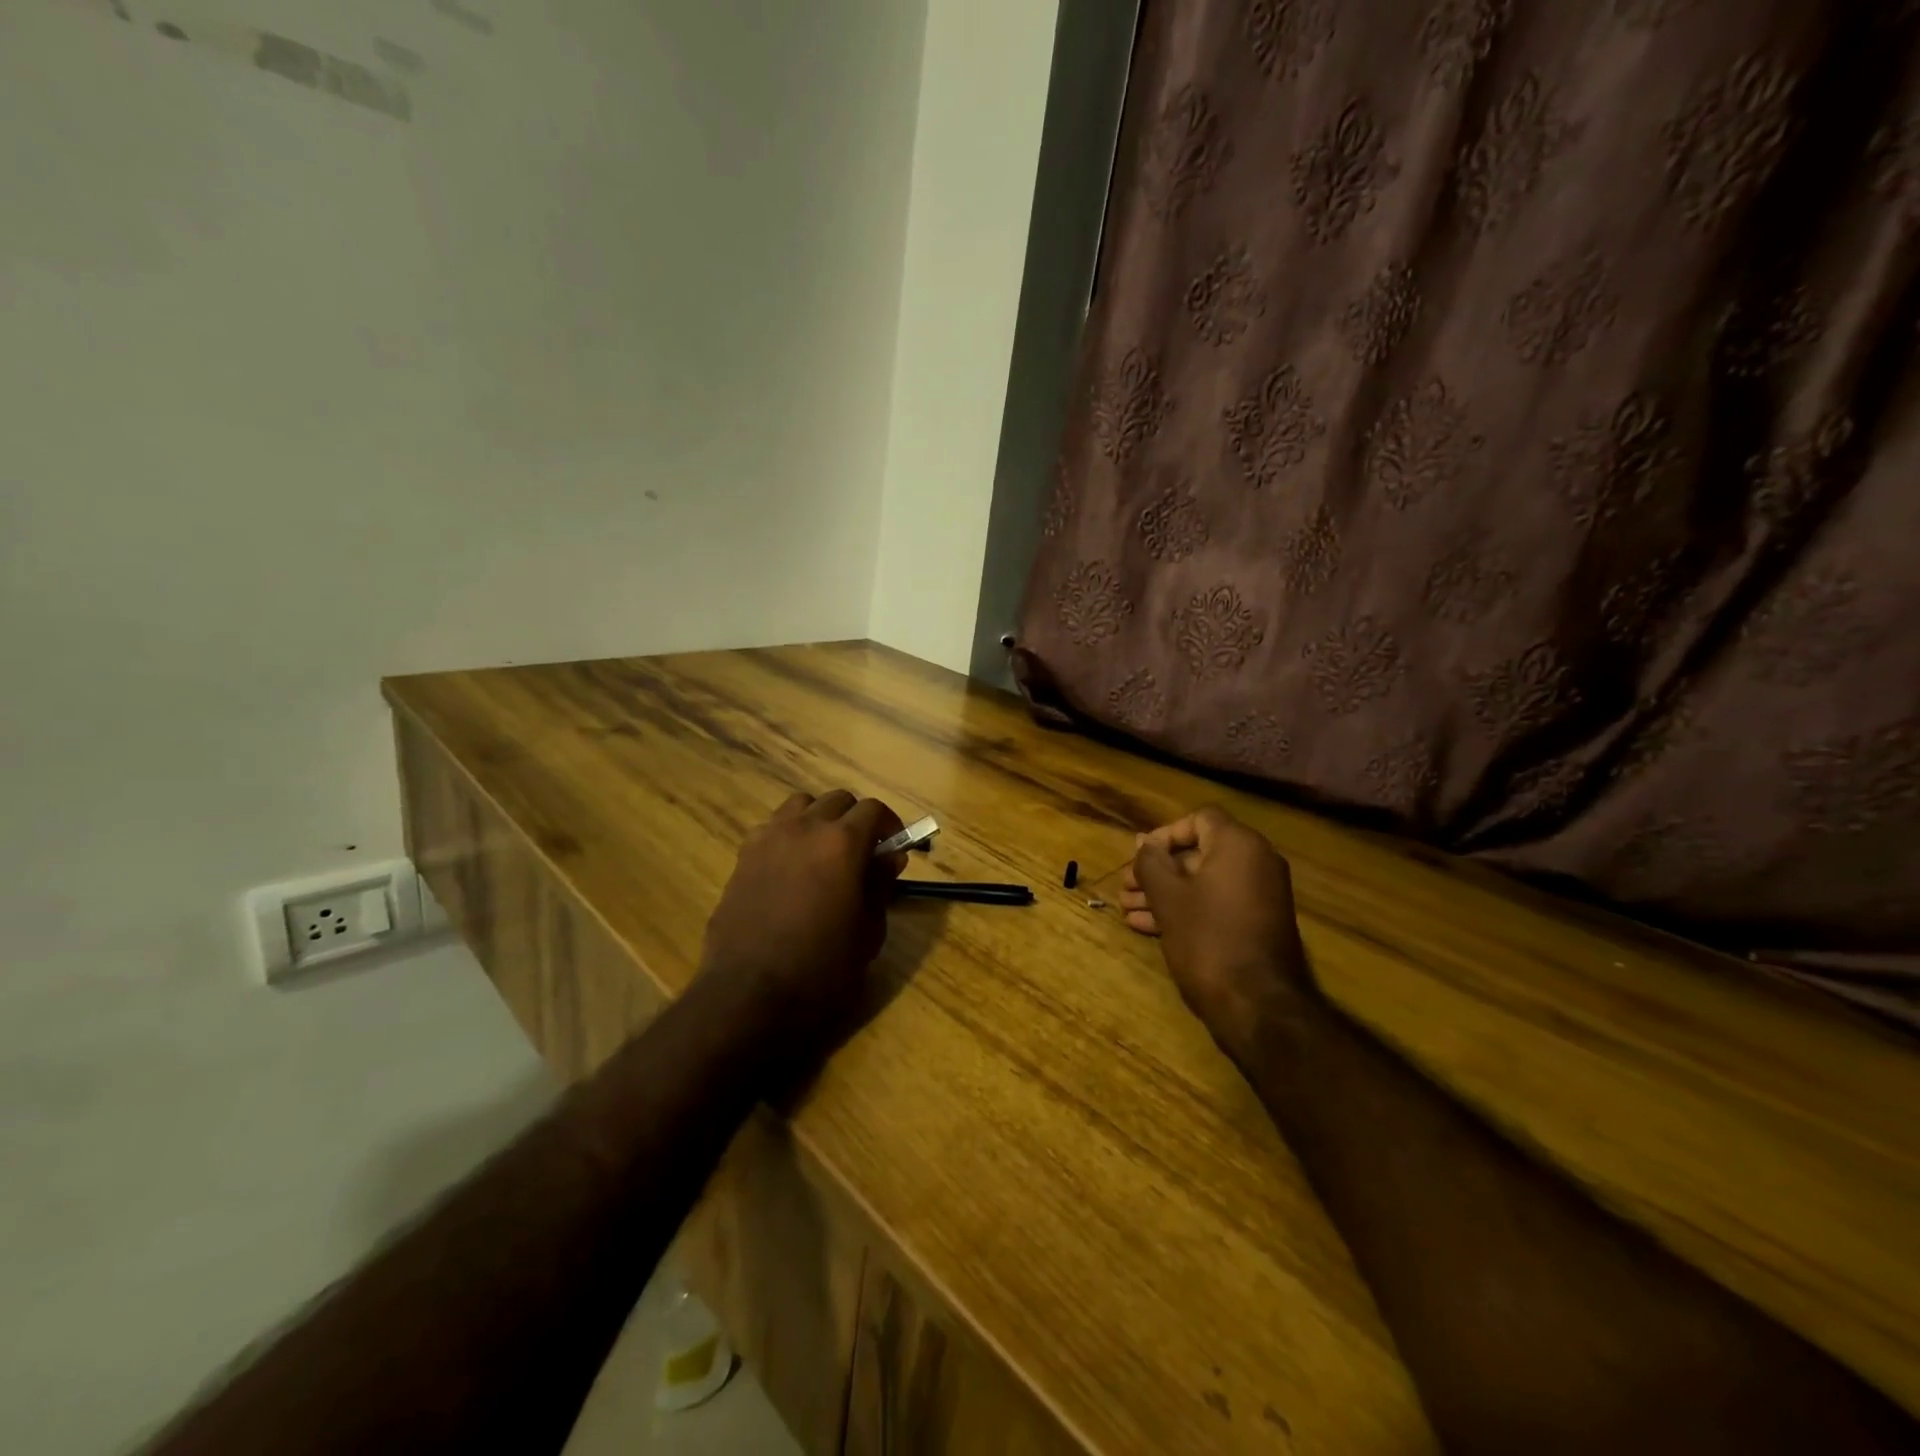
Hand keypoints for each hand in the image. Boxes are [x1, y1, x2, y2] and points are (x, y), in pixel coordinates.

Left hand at [699, 790, 907, 1049]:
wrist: (749, 995)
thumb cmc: (822, 969)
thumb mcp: (867, 932)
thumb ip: (880, 886)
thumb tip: (890, 858)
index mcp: (842, 842)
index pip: (873, 810)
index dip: (890, 825)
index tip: (895, 849)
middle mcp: (805, 827)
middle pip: (837, 800)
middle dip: (856, 819)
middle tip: (864, 852)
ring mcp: (768, 838)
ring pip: (801, 805)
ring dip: (819, 819)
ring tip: (825, 852)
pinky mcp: (743, 857)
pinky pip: (772, 828)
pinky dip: (789, 835)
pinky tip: (791, 869)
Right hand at [1121, 807, 1315, 1057]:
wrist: (1257, 1004)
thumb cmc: (1207, 938)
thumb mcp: (1168, 896)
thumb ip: (1151, 862)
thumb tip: (1144, 842)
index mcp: (1239, 846)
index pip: (1199, 820)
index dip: (1164, 834)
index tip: (1140, 858)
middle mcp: (1256, 863)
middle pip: (1199, 853)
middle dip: (1158, 869)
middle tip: (1126, 887)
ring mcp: (1260, 896)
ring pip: (1203, 882)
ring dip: (1165, 892)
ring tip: (1128, 909)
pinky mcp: (1256, 924)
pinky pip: (1216, 903)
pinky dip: (1186, 909)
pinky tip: (1146, 926)